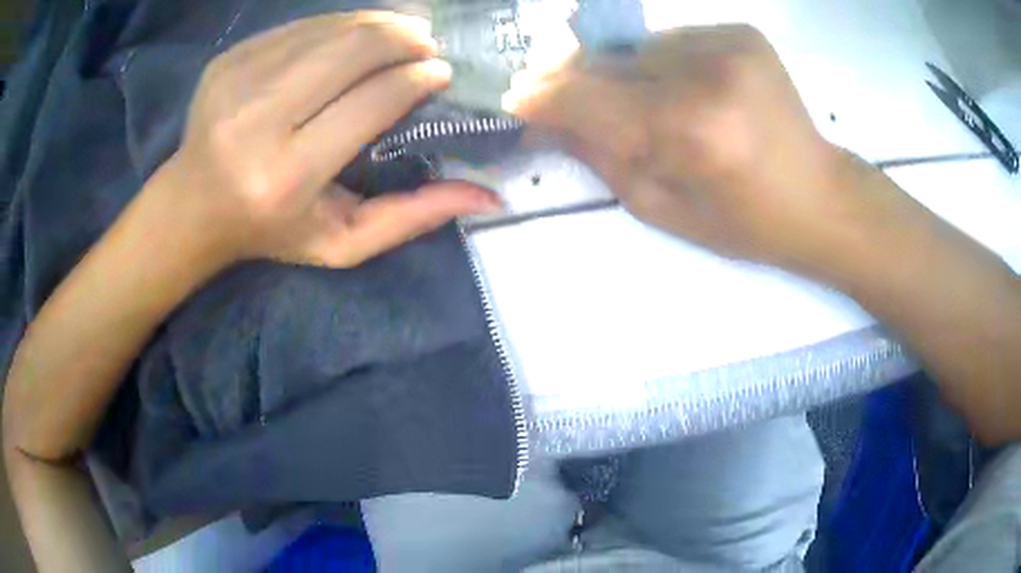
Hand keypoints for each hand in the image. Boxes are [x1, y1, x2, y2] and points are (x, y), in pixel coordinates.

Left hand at [152, 12, 499, 268]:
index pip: (373, 99)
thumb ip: (413, 217)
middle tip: (427, 44)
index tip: (441, 73)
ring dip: (378, 25)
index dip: (419, 77)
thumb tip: (491, 196)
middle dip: (405, 38)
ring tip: (402, 35)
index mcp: (288, 175)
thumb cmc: (270, 230)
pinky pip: (300, 26)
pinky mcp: (227, 60)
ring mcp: (237, 82)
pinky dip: (339, 25)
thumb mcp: (341, 243)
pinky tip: (354, 37)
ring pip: (330, 29)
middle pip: (353, 50)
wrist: (193, 206)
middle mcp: (257, 122)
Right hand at [507, 25, 897, 276]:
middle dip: (578, 81)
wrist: (821, 197)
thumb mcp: (664, 209)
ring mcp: (729, 44)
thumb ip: (601, 158)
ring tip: (645, 104)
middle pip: (610, 62)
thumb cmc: (746, 222)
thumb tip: (548, 123)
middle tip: (563, 99)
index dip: (545, 98)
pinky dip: (663, 62)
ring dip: (625, 72)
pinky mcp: (742, 33)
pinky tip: (686, 90)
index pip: (589, 98)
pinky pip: (674, 40)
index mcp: (690, 132)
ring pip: (639, 47)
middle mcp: (707, 74)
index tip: (516, 101)